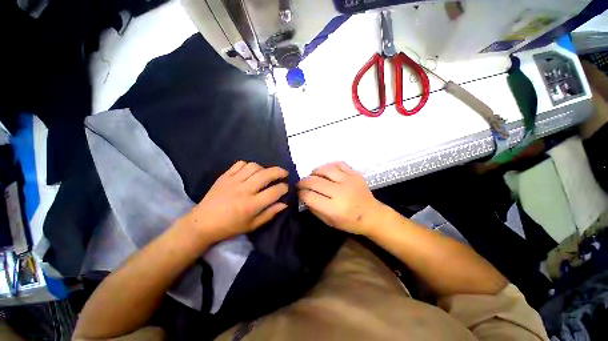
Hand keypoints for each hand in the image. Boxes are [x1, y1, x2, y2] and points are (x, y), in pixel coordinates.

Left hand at [183, 161, 288, 244]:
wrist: (202, 223)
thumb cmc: (230, 227)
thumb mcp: (252, 225)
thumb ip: (270, 213)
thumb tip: (284, 203)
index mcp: (251, 205)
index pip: (274, 191)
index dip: (284, 188)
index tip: (286, 187)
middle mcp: (244, 190)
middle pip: (266, 174)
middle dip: (279, 172)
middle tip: (284, 173)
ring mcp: (233, 181)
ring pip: (254, 166)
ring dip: (264, 168)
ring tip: (266, 173)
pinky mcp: (225, 176)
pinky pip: (240, 164)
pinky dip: (248, 165)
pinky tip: (251, 171)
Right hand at [297, 162, 385, 235]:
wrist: (372, 215)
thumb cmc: (350, 222)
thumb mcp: (329, 222)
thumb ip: (314, 209)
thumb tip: (304, 195)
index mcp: (334, 208)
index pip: (310, 196)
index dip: (301, 193)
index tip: (299, 192)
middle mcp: (341, 192)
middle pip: (315, 181)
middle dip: (303, 182)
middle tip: (301, 184)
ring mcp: (349, 180)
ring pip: (325, 169)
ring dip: (314, 172)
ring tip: (312, 176)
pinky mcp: (355, 174)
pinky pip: (338, 164)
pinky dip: (328, 166)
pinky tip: (325, 171)